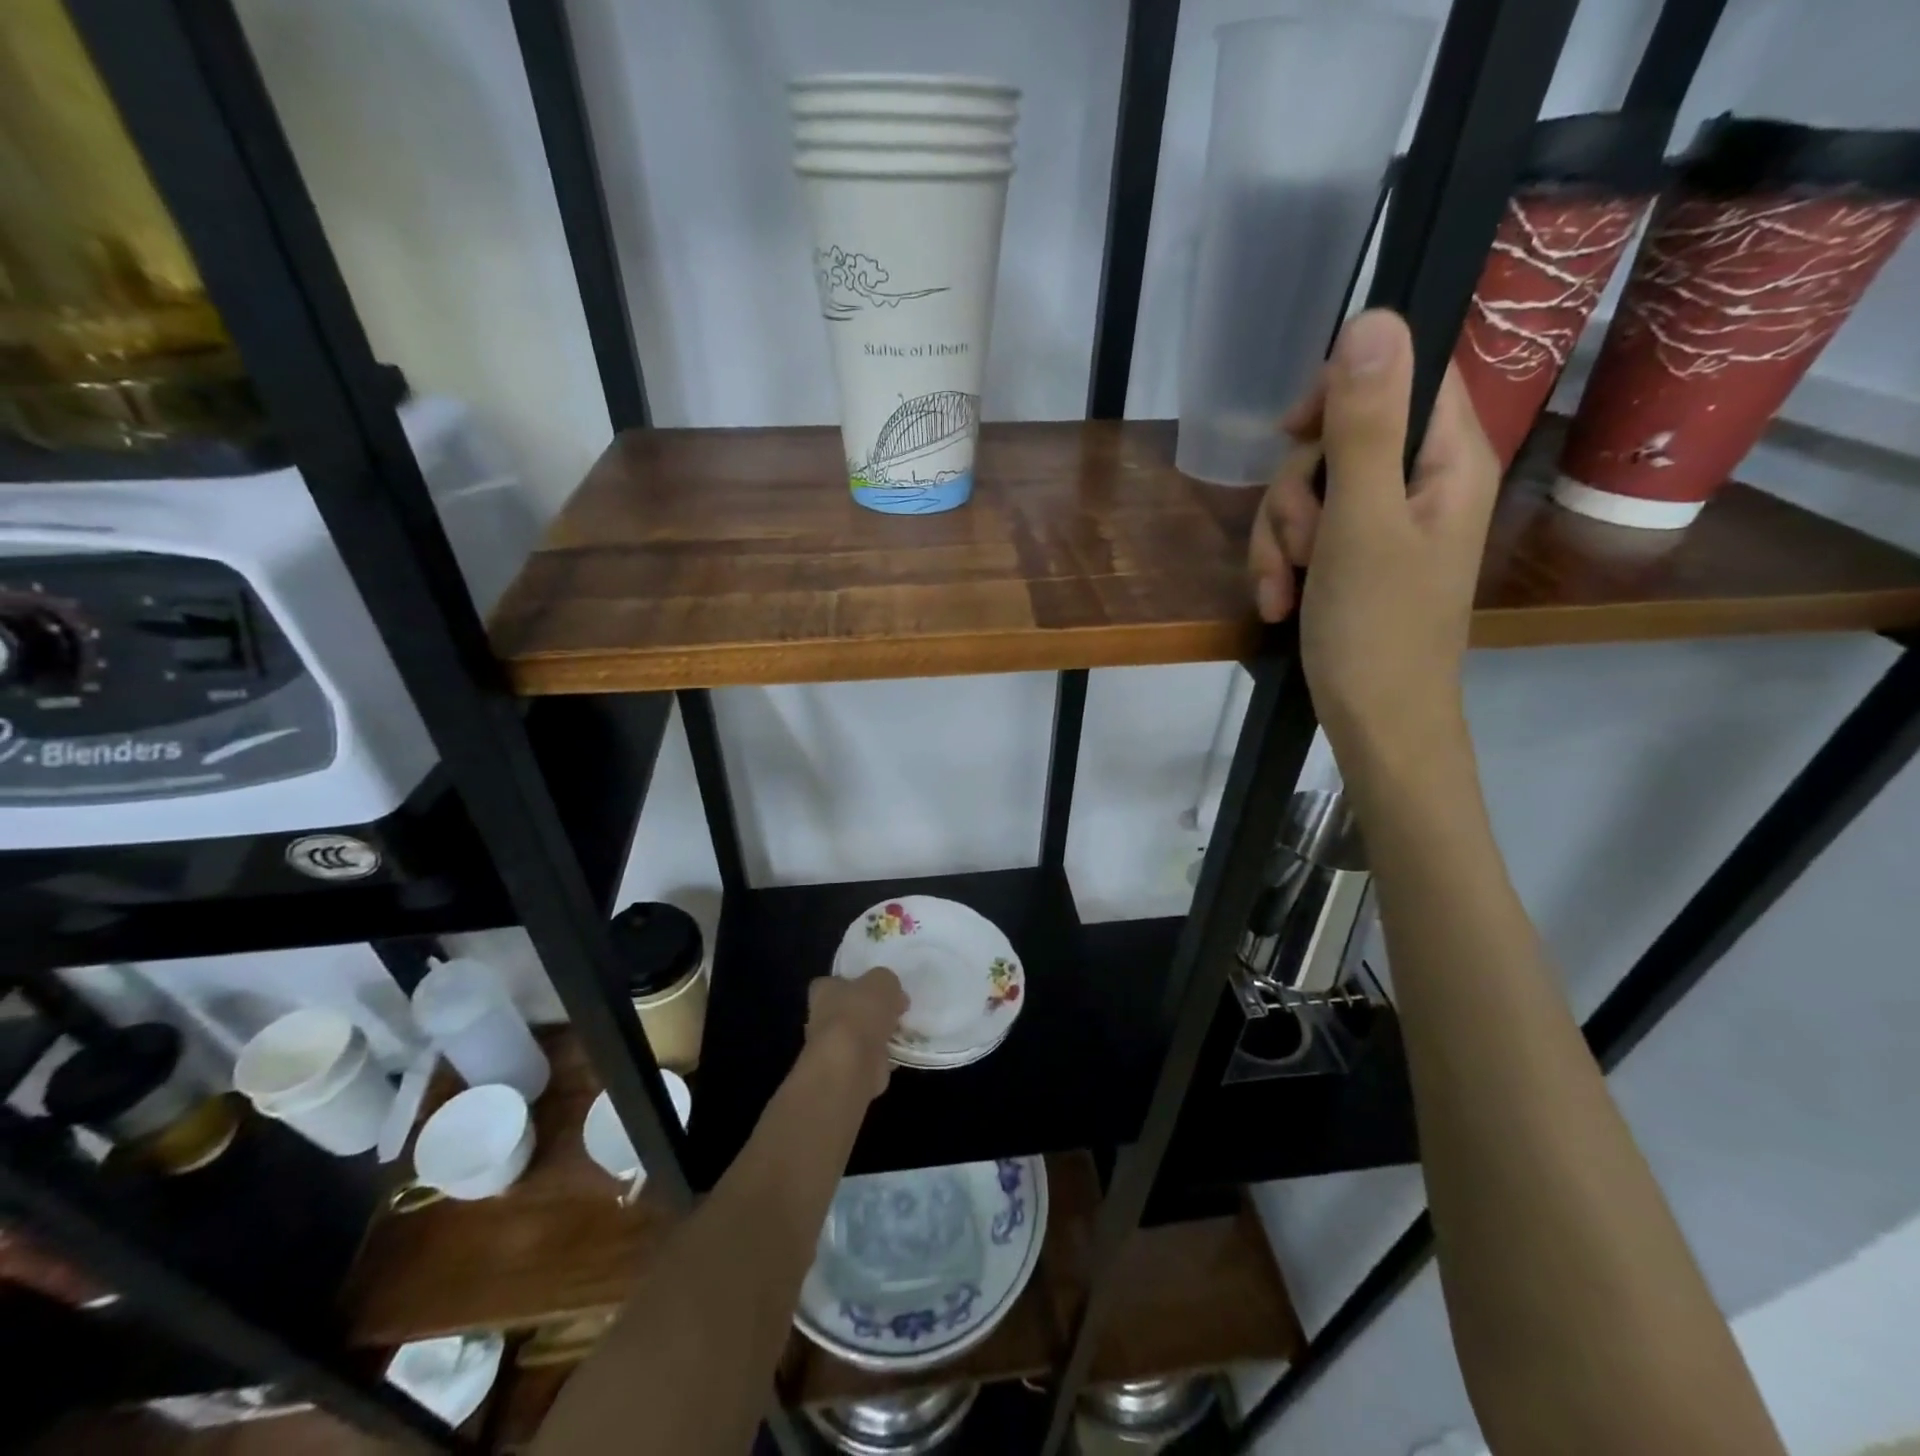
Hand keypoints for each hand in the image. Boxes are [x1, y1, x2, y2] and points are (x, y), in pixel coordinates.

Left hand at [805, 967, 907, 1102]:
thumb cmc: (860, 1014)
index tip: (876, 987)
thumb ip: (887, 981)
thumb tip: (893, 996)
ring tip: (902, 1030)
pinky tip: (899, 1053)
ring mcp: (834, 1048)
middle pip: (850, 1010)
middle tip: (896, 1009)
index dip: (854, 982)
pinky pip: (870, 1058)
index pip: (834, 982)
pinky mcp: (848, 1071)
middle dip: (870, 1011)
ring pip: (860, 1035)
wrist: (851, 1066)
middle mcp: (823, 1018)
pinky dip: (883, 1058)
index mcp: (824, 991)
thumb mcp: (882, 981)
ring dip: (878, 1035)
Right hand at [1248, 309, 1499, 783]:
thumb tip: (1371, 318)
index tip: (1294, 433)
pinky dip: (1281, 566)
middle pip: (1337, 438)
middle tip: (1300, 546)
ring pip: (1308, 492)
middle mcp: (1419, 481)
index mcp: (1448, 458)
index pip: (1403, 373)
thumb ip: (1364, 425)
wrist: (1376, 723)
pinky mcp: (1351, 559)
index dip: (1340, 389)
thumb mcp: (1361, 523)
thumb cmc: (1378, 629)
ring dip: (1278, 539)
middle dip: (1294, 493)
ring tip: (1282, 589)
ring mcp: (1382, 524)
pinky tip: (1278, 603)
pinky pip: (1303, 536)